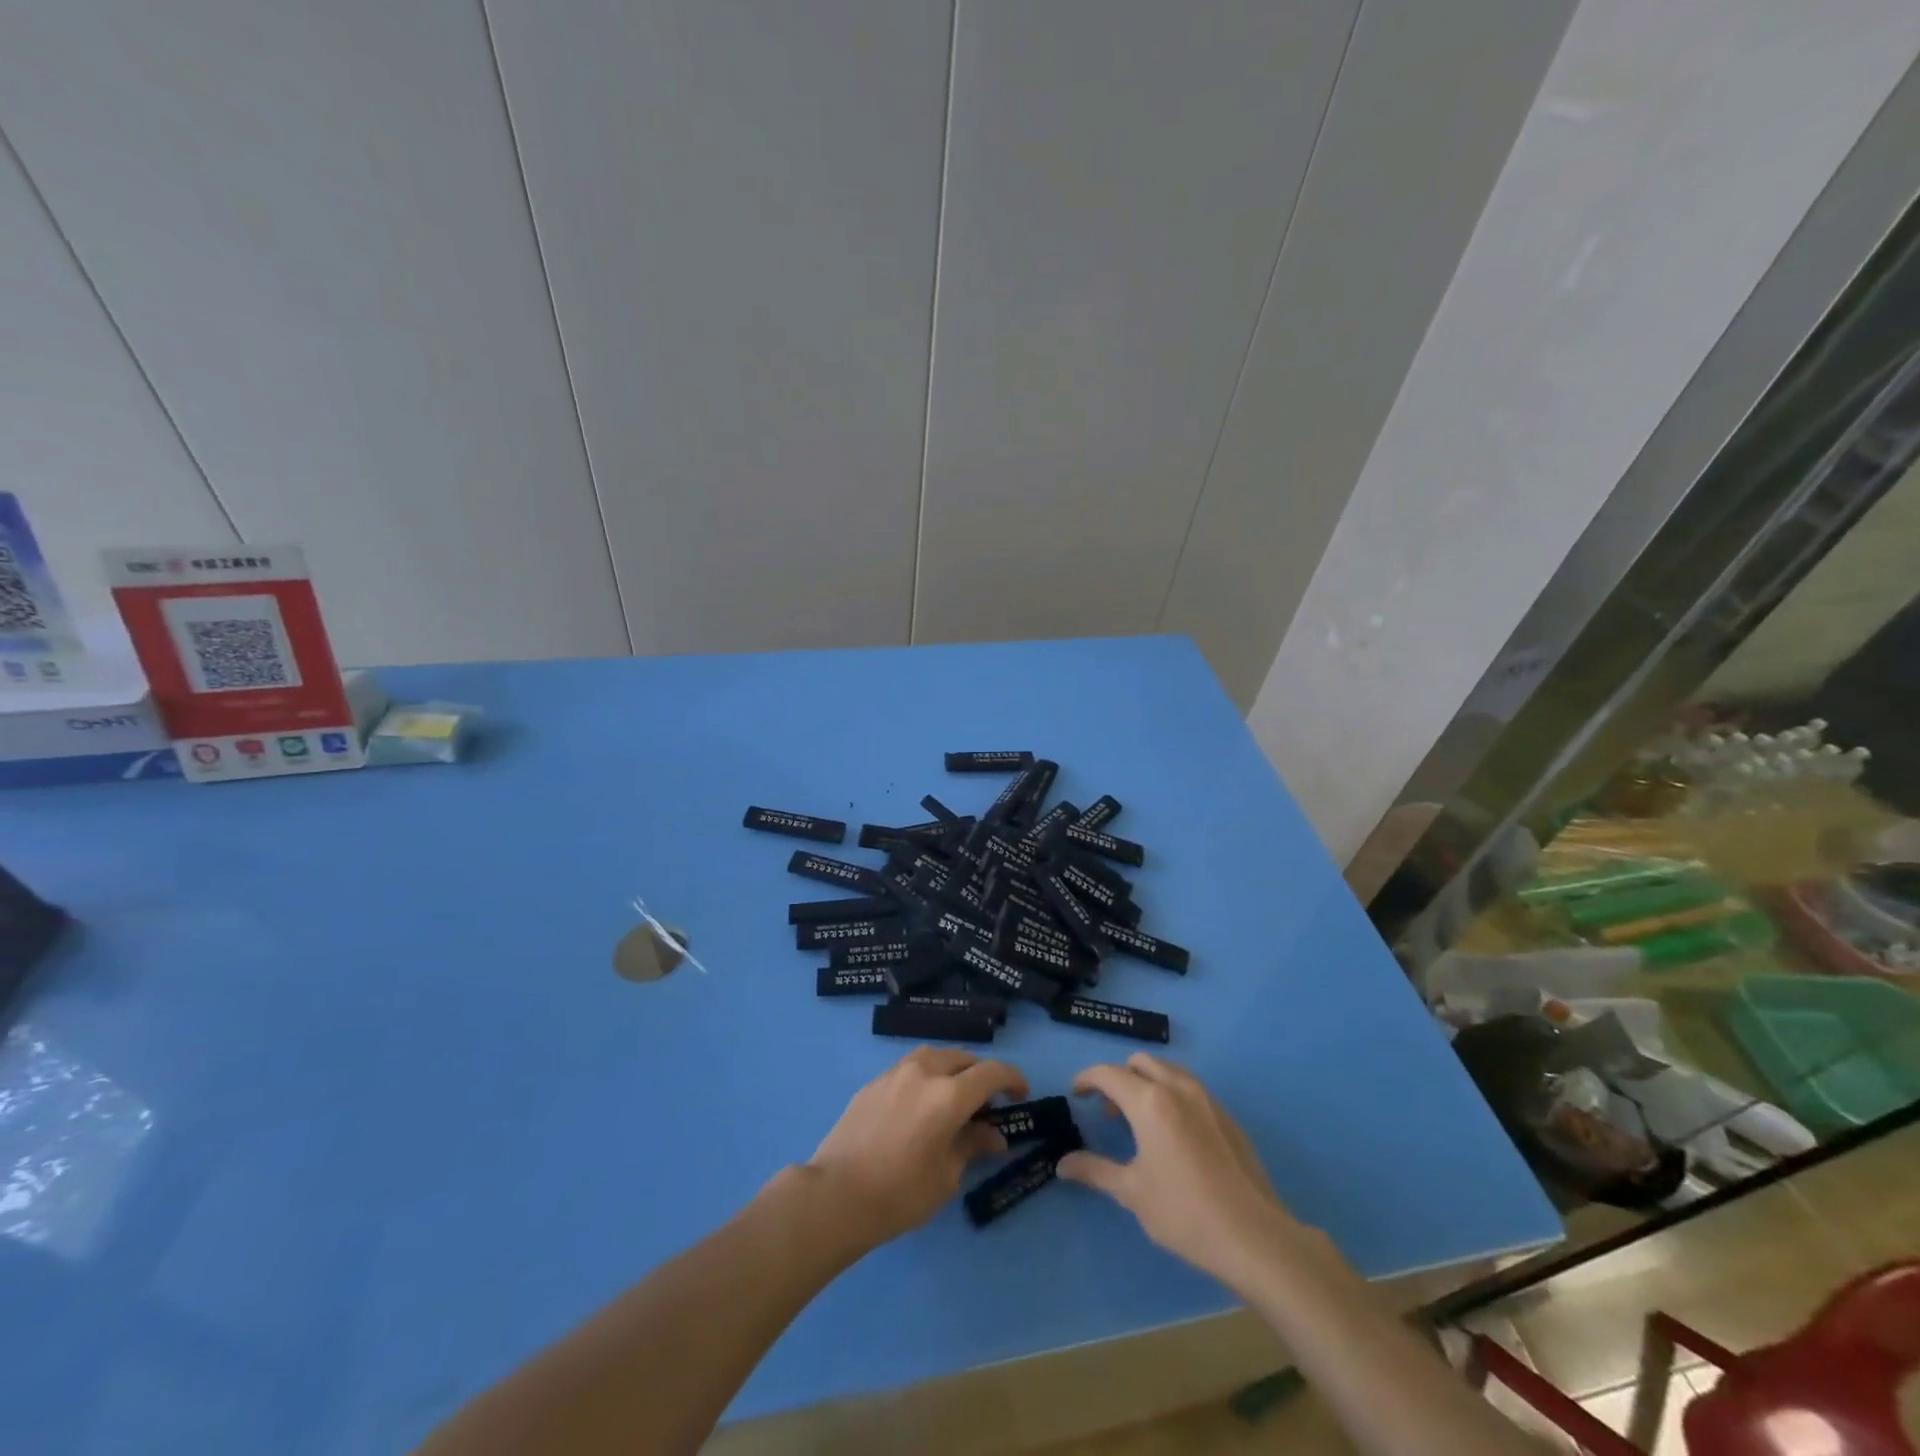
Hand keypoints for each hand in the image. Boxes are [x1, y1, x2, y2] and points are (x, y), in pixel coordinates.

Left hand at [806, 1047, 1027, 1249]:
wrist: (835, 1195)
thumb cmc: (898, 1194)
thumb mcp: (946, 1176)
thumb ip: (972, 1145)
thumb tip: (994, 1134)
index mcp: (948, 1095)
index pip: (991, 1072)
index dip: (1012, 1079)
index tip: (1021, 1095)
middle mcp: (924, 1072)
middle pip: (963, 1058)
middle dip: (982, 1074)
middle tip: (989, 1101)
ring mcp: (895, 1073)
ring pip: (935, 1056)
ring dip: (953, 1068)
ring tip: (956, 1095)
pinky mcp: (874, 1082)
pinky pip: (910, 1068)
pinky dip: (927, 1076)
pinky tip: (922, 1103)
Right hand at [1058, 1053, 1319, 1288]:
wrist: (1254, 1236)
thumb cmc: (1184, 1212)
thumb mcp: (1132, 1193)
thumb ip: (1095, 1170)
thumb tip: (1062, 1164)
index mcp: (1150, 1101)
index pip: (1109, 1074)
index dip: (1087, 1079)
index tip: (1075, 1094)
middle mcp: (1178, 1088)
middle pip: (1140, 1063)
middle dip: (1119, 1078)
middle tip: (1110, 1112)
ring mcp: (1208, 1100)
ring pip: (1168, 1072)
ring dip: (1147, 1083)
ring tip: (1141, 1122)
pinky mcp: (1228, 1117)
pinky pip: (1191, 1090)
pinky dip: (1172, 1097)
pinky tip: (1175, 1138)